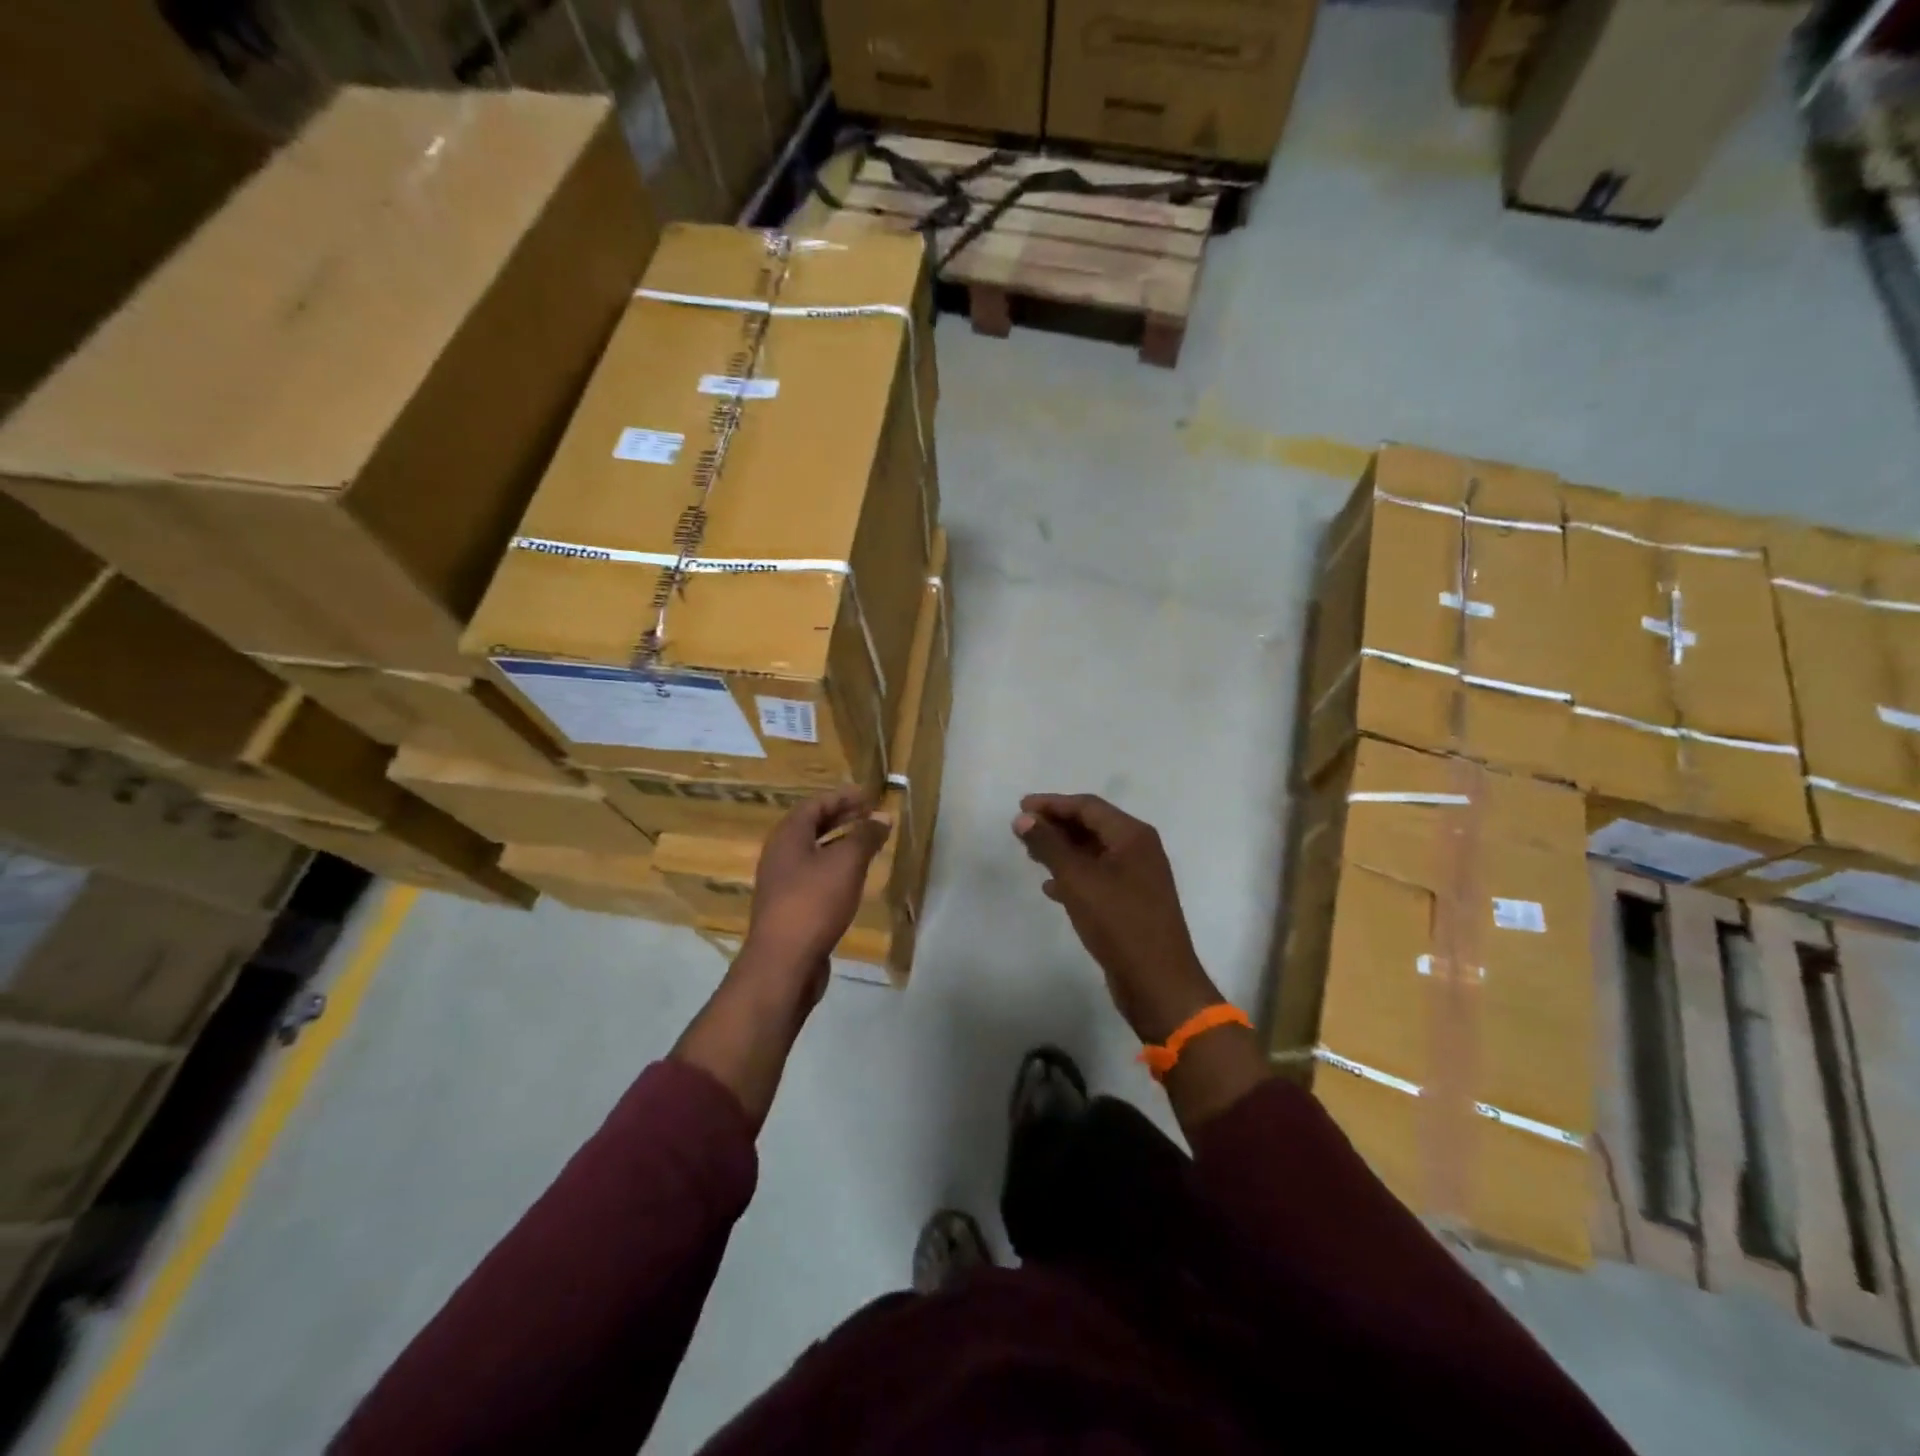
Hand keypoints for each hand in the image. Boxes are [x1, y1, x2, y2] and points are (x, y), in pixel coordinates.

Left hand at [742, 788, 890, 1002]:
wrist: (784, 963)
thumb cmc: (814, 903)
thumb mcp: (846, 863)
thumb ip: (865, 836)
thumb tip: (882, 817)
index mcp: (787, 837)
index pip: (815, 804)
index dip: (842, 797)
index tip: (869, 796)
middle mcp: (780, 855)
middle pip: (812, 826)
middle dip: (842, 818)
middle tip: (871, 815)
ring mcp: (782, 883)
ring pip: (813, 852)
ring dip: (840, 843)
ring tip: (868, 843)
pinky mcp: (790, 908)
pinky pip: (814, 876)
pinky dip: (835, 868)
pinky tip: (854, 879)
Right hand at [1013, 794, 1220, 1044]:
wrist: (1158, 983)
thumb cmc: (1119, 923)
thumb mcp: (1078, 880)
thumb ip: (1049, 845)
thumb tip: (1023, 818)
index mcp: (1133, 836)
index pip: (1088, 806)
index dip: (1052, 803)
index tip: (1020, 807)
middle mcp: (1139, 850)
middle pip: (1092, 826)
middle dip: (1057, 826)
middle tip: (1023, 831)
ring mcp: (1138, 878)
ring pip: (1093, 853)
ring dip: (1062, 851)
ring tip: (1031, 856)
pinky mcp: (1132, 903)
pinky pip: (1098, 877)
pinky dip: (1074, 876)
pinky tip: (1051, 888)